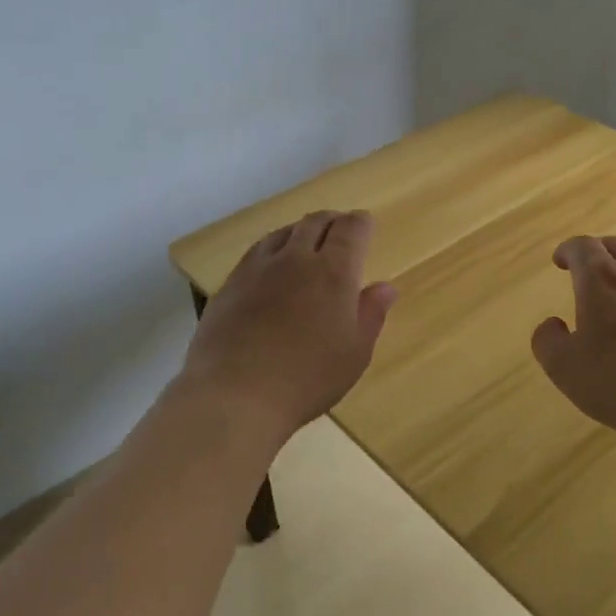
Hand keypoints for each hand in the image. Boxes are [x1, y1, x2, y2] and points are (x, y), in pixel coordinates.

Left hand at [180, 210, 396, 443]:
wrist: (234, 394)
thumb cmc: (307, 377)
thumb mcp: (354, 353)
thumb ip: (371, 314)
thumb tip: (385, 287)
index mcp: (333, 272)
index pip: (350, 230)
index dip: (360, 223)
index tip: (366, 225)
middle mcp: (295, 259)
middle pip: (315, 223)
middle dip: (332, 221)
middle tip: (339, 229)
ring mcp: (258, 268)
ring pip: (283, 233)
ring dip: (301, 231)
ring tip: (306, 243)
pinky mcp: (231, 284)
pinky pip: (257, 252)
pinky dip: (273, 248)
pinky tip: (271, 265)